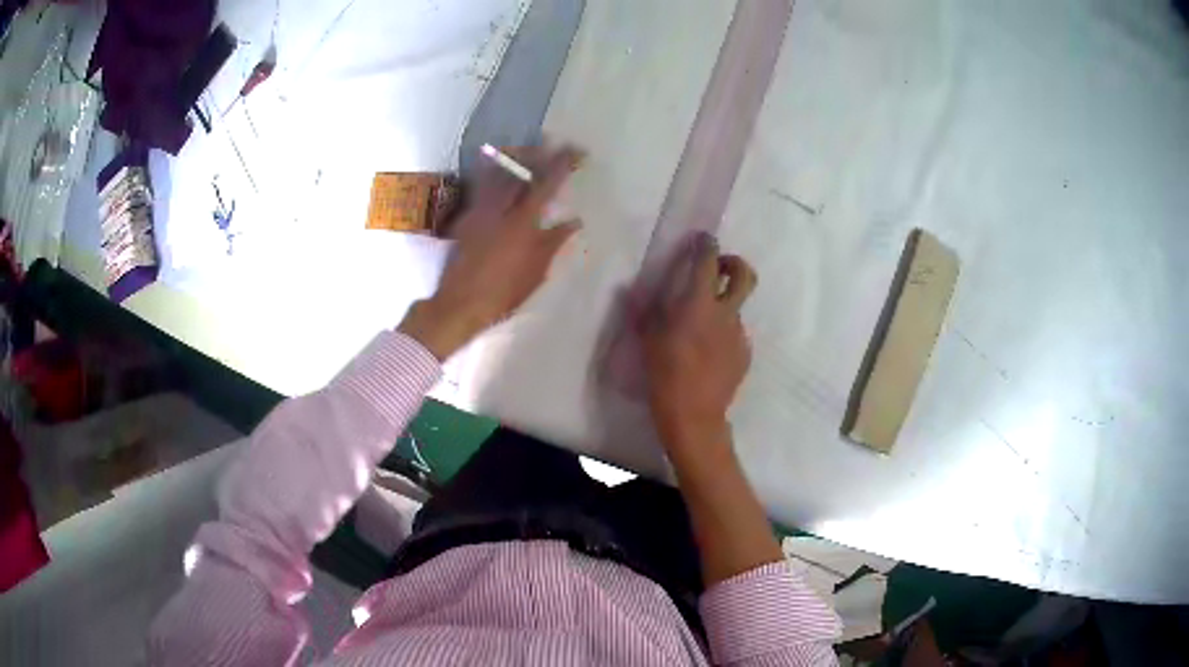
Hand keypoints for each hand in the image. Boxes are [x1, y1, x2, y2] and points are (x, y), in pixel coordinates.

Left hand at [399, 145, 582, 358]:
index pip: (547, 184)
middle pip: (520, 171)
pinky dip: (492, 176)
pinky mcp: (466, 218)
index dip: (563, 164)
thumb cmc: (504, 293)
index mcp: (523, 222)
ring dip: (514, 160)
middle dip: (537, 153)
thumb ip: (554, 241)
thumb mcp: (537, 271)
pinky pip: (481, 188)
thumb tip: (574, 221)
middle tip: (551, 141)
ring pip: (497, 175)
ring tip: (526, 150)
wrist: (460, 303)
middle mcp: (500, 209)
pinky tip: (498, 175)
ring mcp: (479, 211)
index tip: (577, 151)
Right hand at [643, 233, 757, 454]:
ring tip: (699, 333)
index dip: (706, 244)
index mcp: (698, 303)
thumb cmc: (664, 374)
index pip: (708, 261)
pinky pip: (734, 335)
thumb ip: (645, 310)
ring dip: (722, 309)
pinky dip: (722, 336)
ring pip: (736, 309)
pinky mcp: (744, 353)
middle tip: (720, 269)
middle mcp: (724, 313)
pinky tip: (707, 357)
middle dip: (735, 264)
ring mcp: (738, 334)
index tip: (703, 239)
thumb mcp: (647, 339)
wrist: (694, 414)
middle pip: (745, 275)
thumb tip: (631, 290)